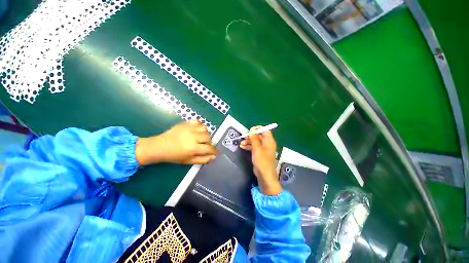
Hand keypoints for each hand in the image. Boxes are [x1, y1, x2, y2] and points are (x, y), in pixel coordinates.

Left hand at [136, 119, 216, 164]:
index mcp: (194, 148)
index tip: (215, 151)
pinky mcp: (185, 123)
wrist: (159, 146)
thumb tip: (214, 157)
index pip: (210, 148)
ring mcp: (189, 129)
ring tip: (200, 137)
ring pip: (205, 128)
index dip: (214, 150)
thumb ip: (203, 159)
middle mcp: (193, 137)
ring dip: (205, 133)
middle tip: (204, 145)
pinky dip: (200, 125)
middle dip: (209, 142)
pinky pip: (197, 121)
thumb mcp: (188, 161)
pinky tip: (197, 130)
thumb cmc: (174, 156)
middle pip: (209, 137)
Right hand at [240, 126, 281, 194]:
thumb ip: (254, 138)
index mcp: (269, 141)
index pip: (265, 131)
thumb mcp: (257, 148)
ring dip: (248, 141)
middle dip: (251, 136)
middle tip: (244, 137)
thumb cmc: (262, 161)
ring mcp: (263, 149)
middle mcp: (267, 144)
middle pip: (259, 136)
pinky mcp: (259, 154)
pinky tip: (242, 147)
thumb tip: (252, 130)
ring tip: (241, 143)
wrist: (264, 176)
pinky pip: (254, 147)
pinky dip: (249, 146)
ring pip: (255, 142)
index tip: (250, 130)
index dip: (258, 129)